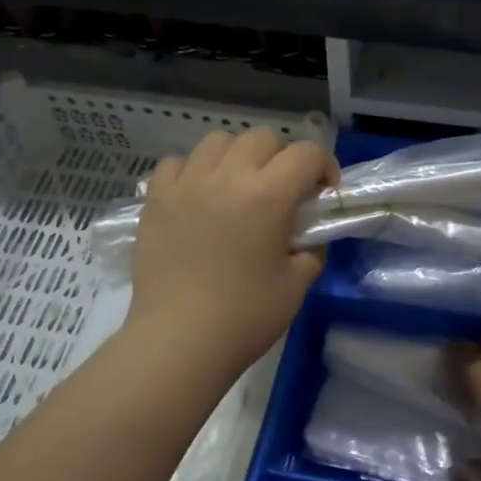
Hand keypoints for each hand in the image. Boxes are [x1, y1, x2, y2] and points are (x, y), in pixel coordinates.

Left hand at [127, 128, 335, 374]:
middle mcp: (227, 176)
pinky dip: (195, 171)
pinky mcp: (156, 199)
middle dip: (283, 158)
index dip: (324, 167)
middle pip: (263, 138)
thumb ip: (311, 248)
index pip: (307, 154)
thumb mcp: (297, 284)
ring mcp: (186, 184)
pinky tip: (200, 198)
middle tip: (284, 193)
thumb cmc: (246, 316)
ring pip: (218, 142)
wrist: (179, 341)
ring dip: (238, 157)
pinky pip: (178, 163)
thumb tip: (307, 233)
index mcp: (268, 195)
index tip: (323, 194)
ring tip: (239, 189)